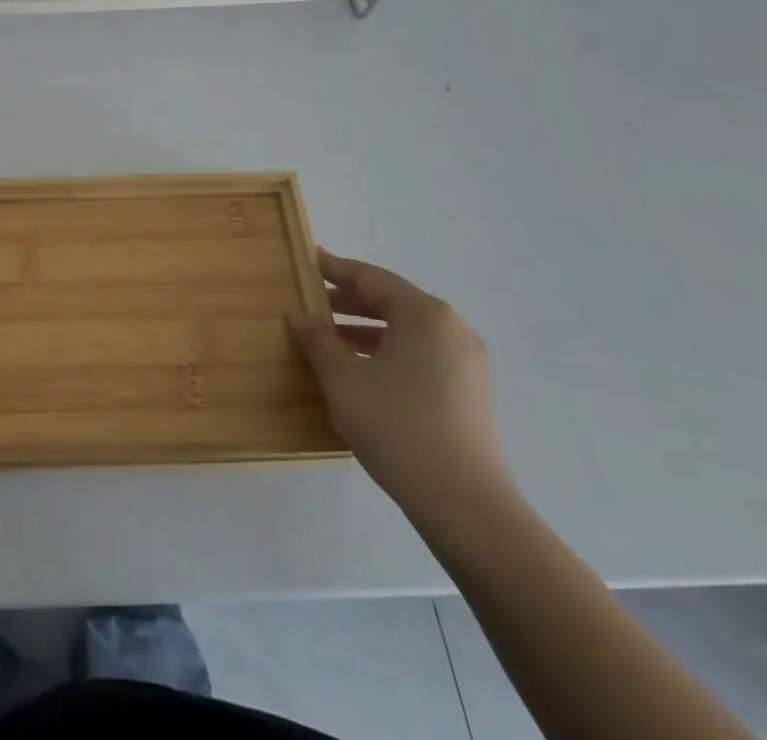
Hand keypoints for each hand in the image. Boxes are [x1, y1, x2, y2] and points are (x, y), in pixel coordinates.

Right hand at [287, 251, 511, 518]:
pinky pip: (421, 355)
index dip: (335, 269)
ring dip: (366, 329)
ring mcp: (466, 363)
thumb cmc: (397, 427)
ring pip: (406, 331)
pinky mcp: (470, 394)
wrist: (466, 507)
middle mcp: (451, 329)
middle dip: (349, 301)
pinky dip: (388, 352)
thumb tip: (297, 314)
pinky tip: (361, 372)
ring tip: (328, 340)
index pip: (371, 278)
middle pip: (392, 301)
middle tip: (310, 302)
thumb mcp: (343, 378)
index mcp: (424, 315)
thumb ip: (317, 339)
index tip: (307, 260)